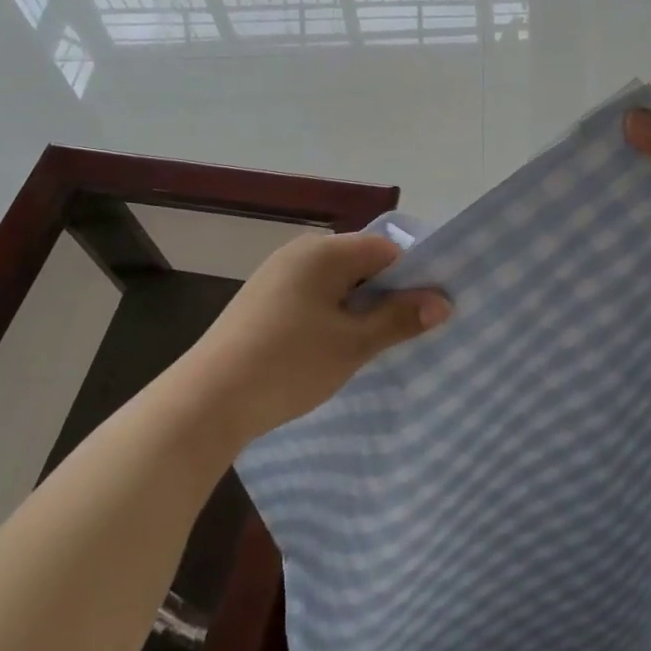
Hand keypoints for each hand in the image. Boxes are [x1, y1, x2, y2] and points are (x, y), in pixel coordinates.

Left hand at [179, 231, 450, 445]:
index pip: (385, 250)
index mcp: (324, 251)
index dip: (412, 277)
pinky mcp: (262, 298)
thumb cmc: (288, 364)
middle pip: (361, 262)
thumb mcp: (353, 344)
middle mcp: (300, 251)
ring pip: (336, 281)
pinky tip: (333, 346)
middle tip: (405, 332)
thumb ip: (400, 318)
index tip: (427, 311)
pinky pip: (313, 294)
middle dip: (386, 293)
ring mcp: (277, 274)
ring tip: (372, 343)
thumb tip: (444, 301)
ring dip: (358, 307)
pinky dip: (331, 313)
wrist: (207, 400)